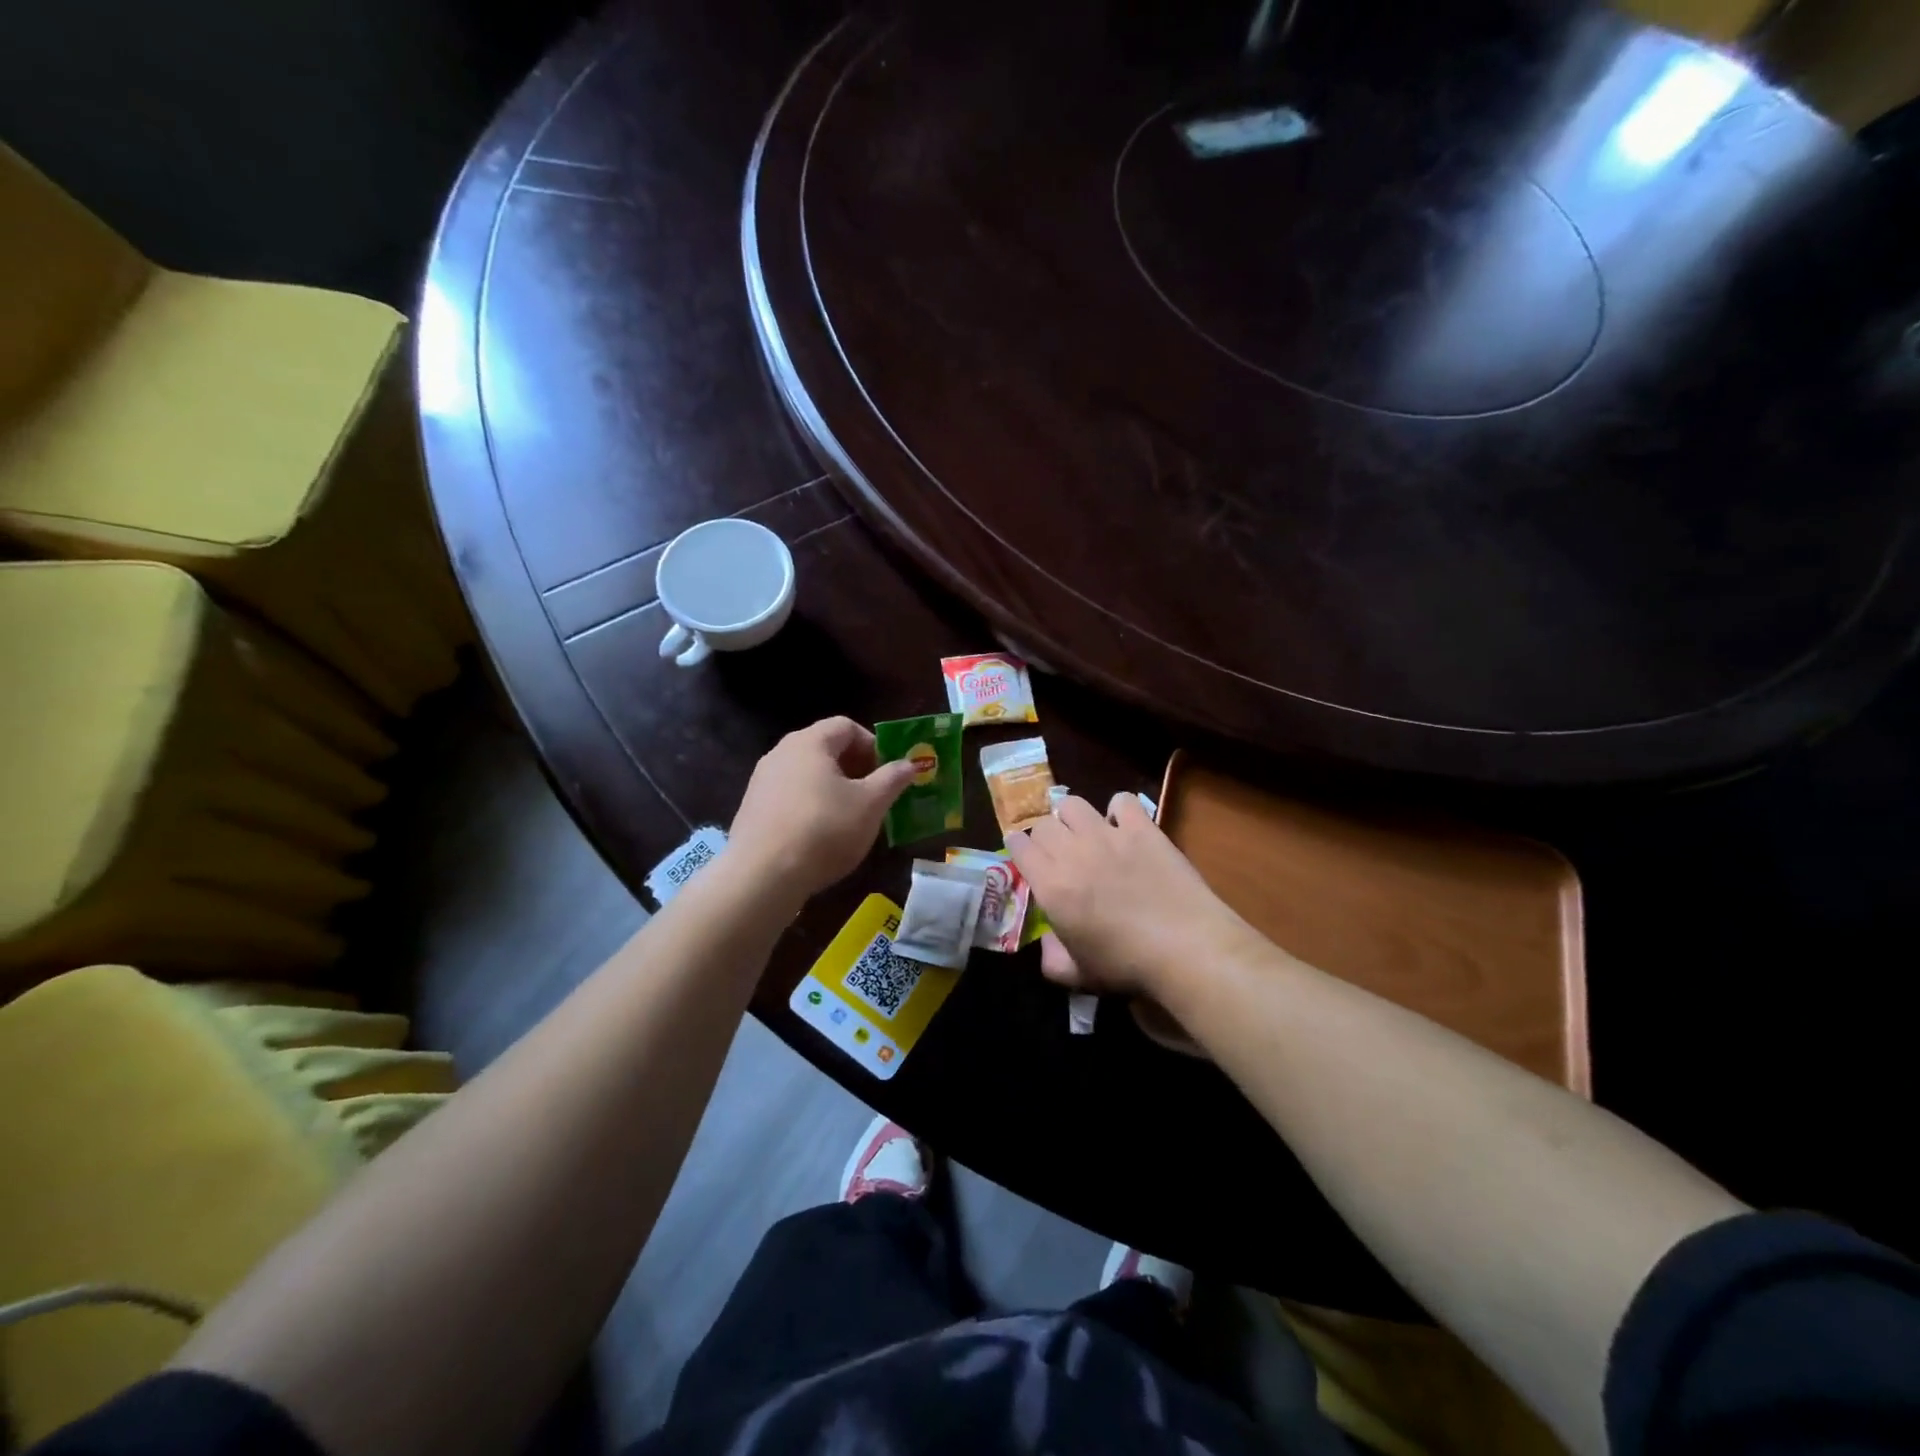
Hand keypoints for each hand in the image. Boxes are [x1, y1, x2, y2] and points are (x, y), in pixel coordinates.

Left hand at [727, 717, 917, 905]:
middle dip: (855, 767)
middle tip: (875, 794)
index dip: (873, 744)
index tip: (888, 771)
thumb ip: (892, 779)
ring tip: (851, 817)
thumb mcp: (870, 805)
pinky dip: (810, 806)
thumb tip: (910, 763)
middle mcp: (781, 753)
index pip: (846, 726)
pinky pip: (790, 796)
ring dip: (833, 788)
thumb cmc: (824, 829)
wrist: (762, 875)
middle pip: (825, 748)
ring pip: (807, 774)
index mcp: (810, 742)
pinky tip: (820, 835)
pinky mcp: (752, 809)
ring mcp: (761, 781)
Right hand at [1005, 793, 1252, 996]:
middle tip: (1060, 853)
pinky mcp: (1142, 828)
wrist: (1185, 947)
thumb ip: (1052, 959)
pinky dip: (1119, 810)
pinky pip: (1121, 801)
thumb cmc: (1128, 965)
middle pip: (1044, 823)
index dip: (1019, 848)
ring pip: (1073, 804)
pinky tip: (1125, 826)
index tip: (1026, 856)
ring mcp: (1108, 835)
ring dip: (1073, 818)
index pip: (1018, 846)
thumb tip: (1048, 942)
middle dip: (1045, 836)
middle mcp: (1072, 852)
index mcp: (1051, 885)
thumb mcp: (1078, 975)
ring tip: (1086, 833)